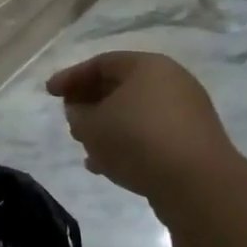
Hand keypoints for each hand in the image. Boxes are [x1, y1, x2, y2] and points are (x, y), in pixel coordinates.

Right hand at [46, 51, 232, 198]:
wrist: (197, 183)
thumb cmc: (137, 140)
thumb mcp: (92, 125)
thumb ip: (77, 114)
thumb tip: (80, 111)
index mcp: (147, 66)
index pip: (101, 63)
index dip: (71, 77)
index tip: (49, 93)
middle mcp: (171, 81)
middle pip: (120, 86)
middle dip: (90, 102)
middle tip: (69, 118)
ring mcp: (186, 112)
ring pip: (135, 113)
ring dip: (107, 127)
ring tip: (86, 146)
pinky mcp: (192, 140)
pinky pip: (150, 134)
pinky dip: (127, 143)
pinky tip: (108, 165)